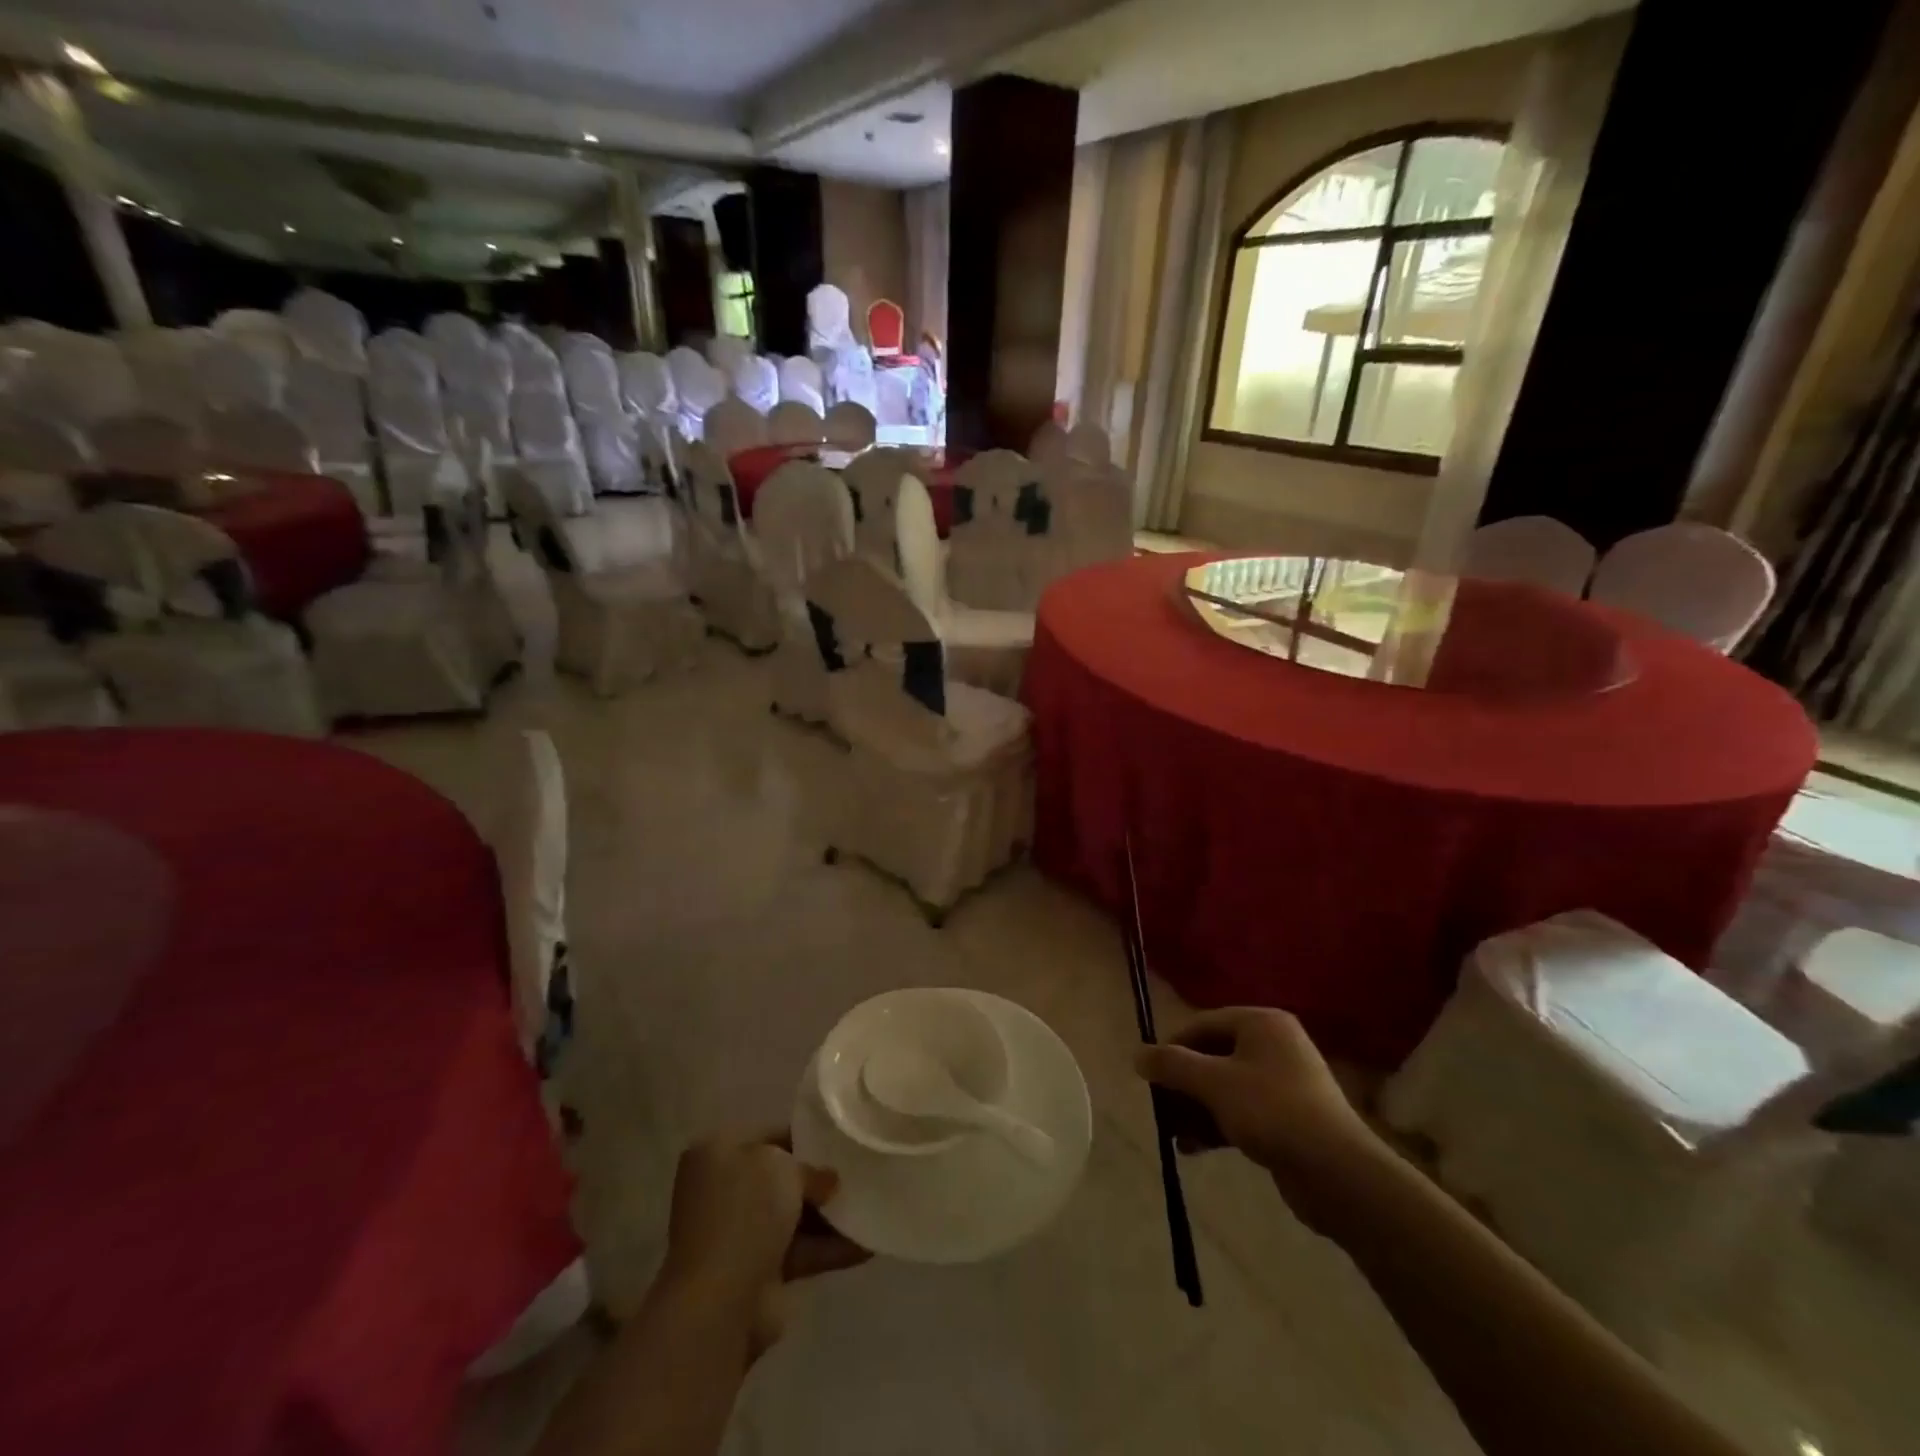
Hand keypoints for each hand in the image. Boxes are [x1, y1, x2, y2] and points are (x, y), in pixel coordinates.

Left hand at [662, 1134, 868, 1355]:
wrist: (719, 1303)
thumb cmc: (745, 1213)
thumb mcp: (782, 1167)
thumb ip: (810, 1167)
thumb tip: (828, 1181)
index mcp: (717, 1151)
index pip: (770, 1135)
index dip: (807, 1136)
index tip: (841, 1139)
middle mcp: (723, 1189)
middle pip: (781, 1177)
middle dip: (818, 1178)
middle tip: (860, 1170)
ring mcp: (738, 1234)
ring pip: (792, 1216)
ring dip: (829, 1215)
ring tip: (873, 1203)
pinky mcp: (756, 1272)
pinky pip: (800, 1251)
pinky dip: (829, 1247)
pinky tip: (868, 1243)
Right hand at [1137, 1007, 1380, 1227]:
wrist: (1339, 1174)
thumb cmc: (1272, 1111)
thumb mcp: (1214, 1083)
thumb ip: (1172, 1065)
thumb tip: (1137, 1054)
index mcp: (1261, 1023)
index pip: (1203, 1024)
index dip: (1172, 1047)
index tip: (1149, 1075)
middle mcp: (1274, 1046)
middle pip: (1213, 1056)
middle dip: (1183, 1084)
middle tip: (1159, 1107)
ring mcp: (1283, 1083)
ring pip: (1225, 1088)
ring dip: (1196, 1108)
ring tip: (1172, 1134)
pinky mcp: (1288, 1119)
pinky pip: (1241, 1112)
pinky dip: (1216, 1125)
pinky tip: (1193, 1148)